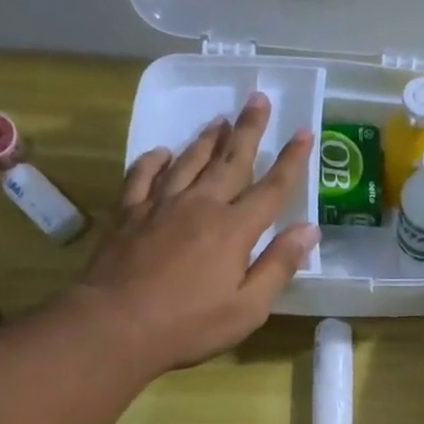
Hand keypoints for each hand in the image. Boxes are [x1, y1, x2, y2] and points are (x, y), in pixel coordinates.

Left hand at [75, 94, 319, 374]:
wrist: (115, 325)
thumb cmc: (190, 324)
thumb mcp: (248, 307)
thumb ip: (278, 266)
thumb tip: (308, 230)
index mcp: (234, 229)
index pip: (272, 188)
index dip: (291, 160)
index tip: (304, 132)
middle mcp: (200, 206)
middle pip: (230, 160)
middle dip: (248, 130)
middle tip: (258, 99)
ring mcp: (160, 205)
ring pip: (189, 161)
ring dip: (206, 138)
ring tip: (220, 119)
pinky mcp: (128, 213)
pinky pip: (142, 176)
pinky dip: (154, 161)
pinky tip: (162, 152)